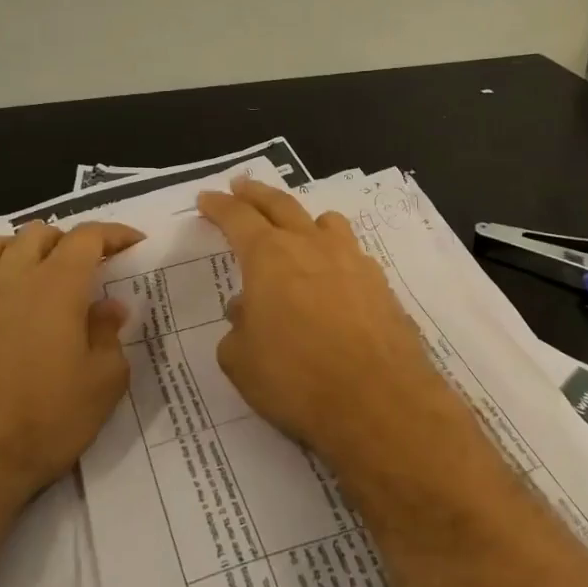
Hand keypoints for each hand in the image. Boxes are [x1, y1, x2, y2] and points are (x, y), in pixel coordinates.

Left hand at [0, 221, 143, 506]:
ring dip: (28, 247)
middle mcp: (12, 280)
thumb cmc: (45, 421)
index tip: (134, 242)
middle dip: (71, 240)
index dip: (114, 233)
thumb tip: (109, 307)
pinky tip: (9, 303)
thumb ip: (109, 336)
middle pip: (41, 233)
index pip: (87, 237)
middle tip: (92, 265)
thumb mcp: (102, 383)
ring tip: (45, 272)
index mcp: (57, 287)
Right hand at [196, 179, 451, 463]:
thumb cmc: (296, 379)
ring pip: (325, 222)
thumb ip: (238, 328)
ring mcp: (352, 261)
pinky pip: (351, 253)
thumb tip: (247, 310)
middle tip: (241, 186)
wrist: (378, 400)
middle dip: (256, 194)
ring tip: (295, 227)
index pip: (238, 218)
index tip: (207, 198)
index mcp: (269, 256)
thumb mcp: (241, 361)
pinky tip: (332, 276)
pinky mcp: (380, 284)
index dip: (219, 206)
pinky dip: (334, 254)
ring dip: (303, 219)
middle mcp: (311, 246)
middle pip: (281, 205)